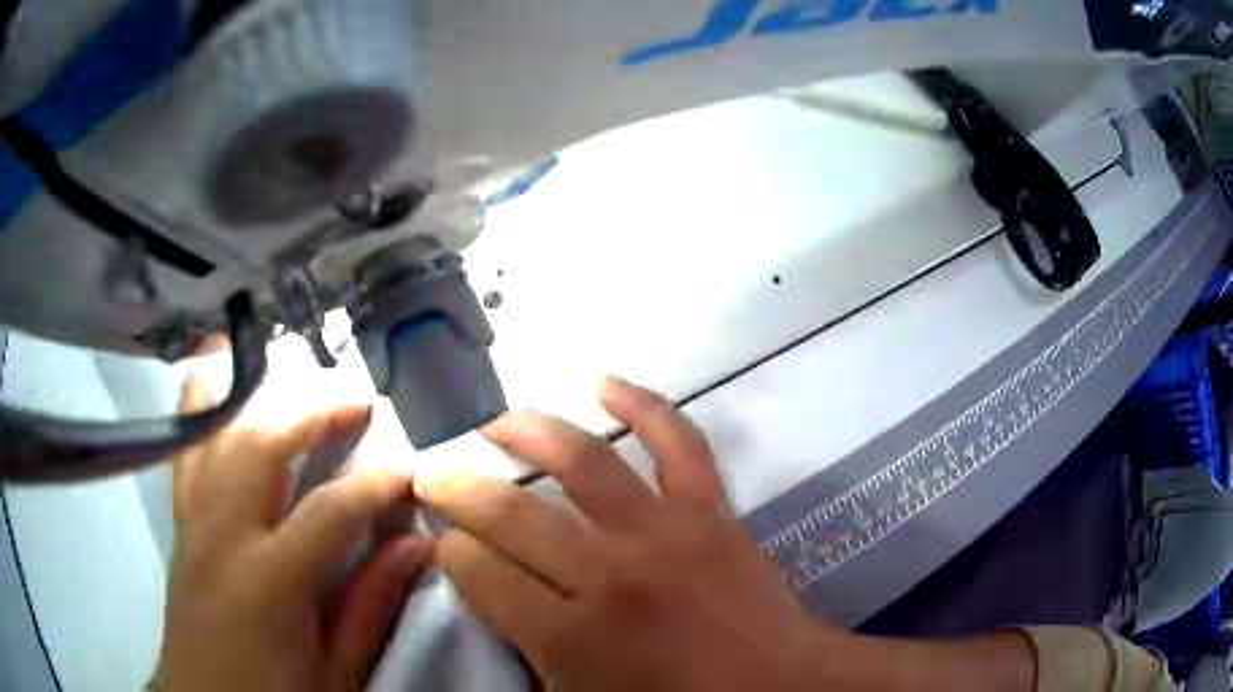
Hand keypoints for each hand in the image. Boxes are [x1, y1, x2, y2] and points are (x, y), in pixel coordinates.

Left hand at [155, 368, 431, 691]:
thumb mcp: (335, 670)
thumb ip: (371, 606)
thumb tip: (417, 546)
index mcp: (267, 583)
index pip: (327, 513)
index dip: (375, 484)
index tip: (410, 469)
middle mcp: (222, 534)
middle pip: (262, 447)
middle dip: (313, 411)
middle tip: (355, 395)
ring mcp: (193, 517)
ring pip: (218, 432)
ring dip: (259, 393)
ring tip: (292, 368)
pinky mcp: (180, 516)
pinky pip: (186, 446)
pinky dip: (199, 401)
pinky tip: (212, 367)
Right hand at [419, 376, 823, 690]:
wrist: (774, 684)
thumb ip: (527, 652)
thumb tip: (490, 594)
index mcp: (572, 635)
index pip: (481, 574)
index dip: (450, 550)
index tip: (443, 539)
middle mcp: (610, 574)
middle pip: (512, 516)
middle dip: (459, 490)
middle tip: (434, 473)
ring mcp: (665, 533)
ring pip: (583, 463)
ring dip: (528, 431)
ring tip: (494, 420)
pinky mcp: (711, 510)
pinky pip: (679, 443)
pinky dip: (644, 403)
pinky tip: (604, 381)